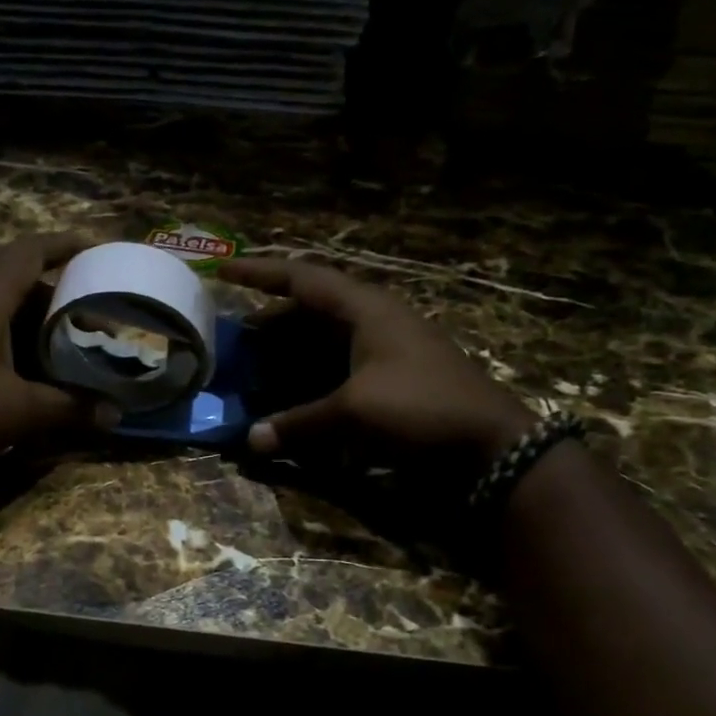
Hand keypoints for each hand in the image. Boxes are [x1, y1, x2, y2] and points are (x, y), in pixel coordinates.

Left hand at [0, 232, 98, 466]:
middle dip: (55, 295)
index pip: (29, 253)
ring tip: (63, 343)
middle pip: (14, 282)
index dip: (64, 245)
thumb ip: (69, 409)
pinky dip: (7, 344)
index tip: (95, 249)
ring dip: (29, 322)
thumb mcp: (18, 410)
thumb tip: (114, 414)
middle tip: (89, 313)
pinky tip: (21, 373)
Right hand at [220, 258, 533, 460]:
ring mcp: (389, 348)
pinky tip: (297, 394)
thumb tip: (251, 441)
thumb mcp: (354, 413)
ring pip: (327, 339)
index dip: (261, 273)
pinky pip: (341, 364)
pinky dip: (314, 374)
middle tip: (238, 338)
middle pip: (312, 309)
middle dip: (273, 322)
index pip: (303, 278)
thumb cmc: (421, 408)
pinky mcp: (396, 376)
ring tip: (259, 366)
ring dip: (292, 350)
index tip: (223, 271)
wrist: (492, 444)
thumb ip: (299, 423)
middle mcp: (376, 320)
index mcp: (366, 309)